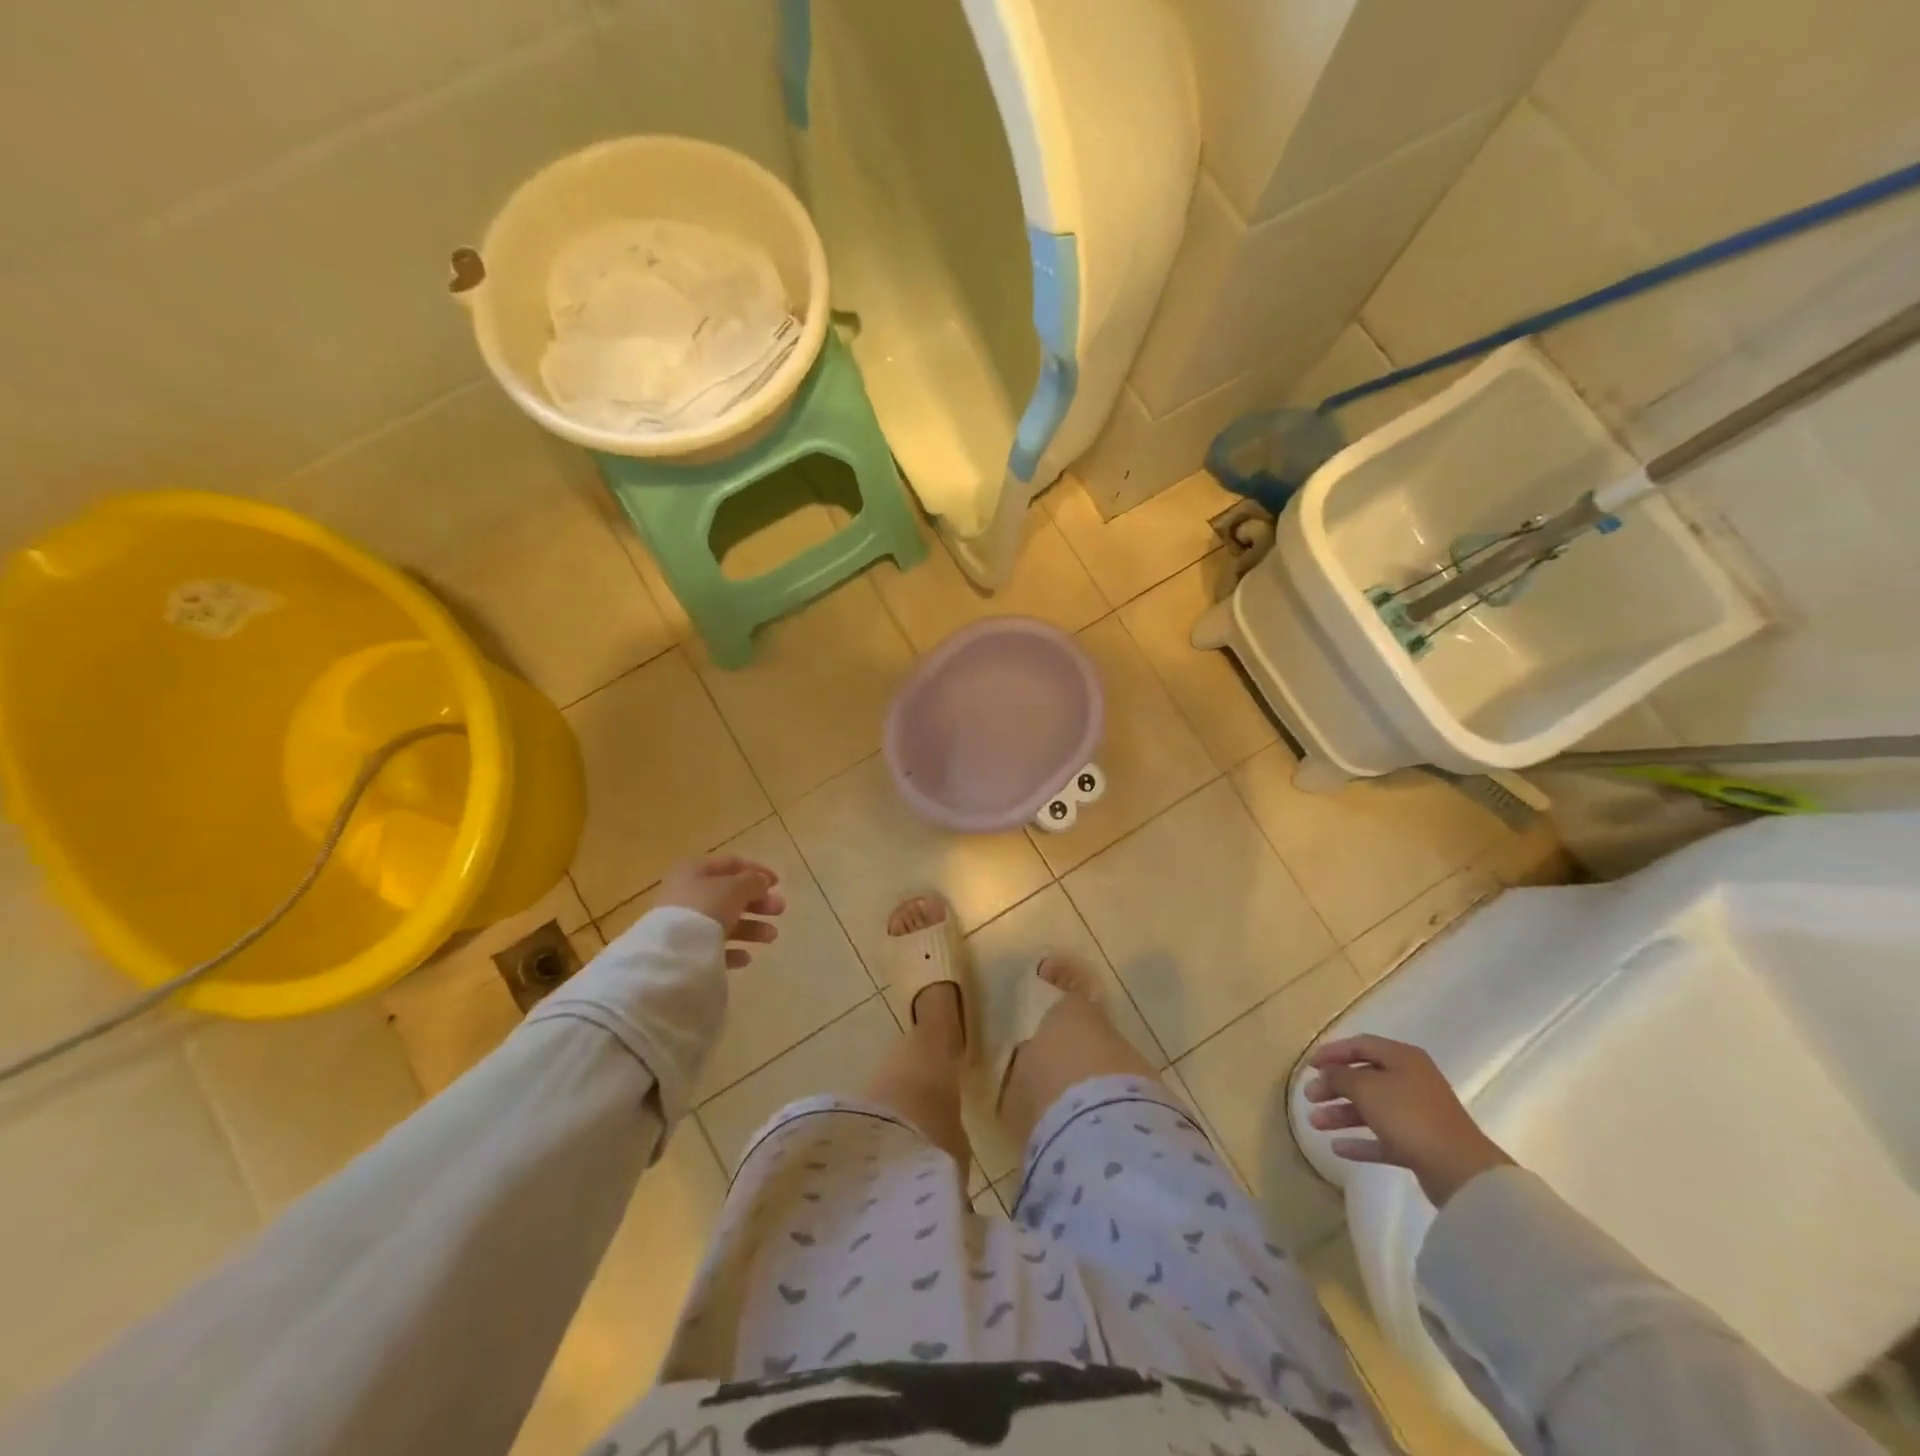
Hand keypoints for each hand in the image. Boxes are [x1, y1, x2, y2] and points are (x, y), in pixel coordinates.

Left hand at [655, 856, 785, 967]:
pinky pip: (713, 947)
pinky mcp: (684, 950)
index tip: (779, 883)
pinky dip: (732, 950)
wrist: (672, 952)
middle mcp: (688, 893)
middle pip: (729, 894)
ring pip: (724, 921)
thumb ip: (753, 882)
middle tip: (780, 910)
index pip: (731, 864)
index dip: (756, 870)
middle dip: (758, 902)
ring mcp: (684, 923)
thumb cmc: (705, 907)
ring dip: (751, 927)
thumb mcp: (735, 888)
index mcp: (695, 870)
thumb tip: (762, 882)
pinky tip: (746, 957)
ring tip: (771, 936)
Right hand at [1304, 1034, 1512, 1206]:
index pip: (1360, 1045)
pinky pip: (1383, 1138)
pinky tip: (1337, 1148)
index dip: (1332, 1052)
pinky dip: (1361, 1141)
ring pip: (1371, 1109)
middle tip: (1309, 1097)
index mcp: (1403, 1058)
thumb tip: (1327, 1074)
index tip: (1309, 1065)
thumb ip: (1340, 1076)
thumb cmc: (1409, 1116)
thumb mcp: (1366, 1088)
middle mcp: (1411, 1081)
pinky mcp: (1420, 1145)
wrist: (1460, 1171)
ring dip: (1341, 1114)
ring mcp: (1417, 1114)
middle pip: (1364, 1077)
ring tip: (1314, 1124)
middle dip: (1333, 1087)